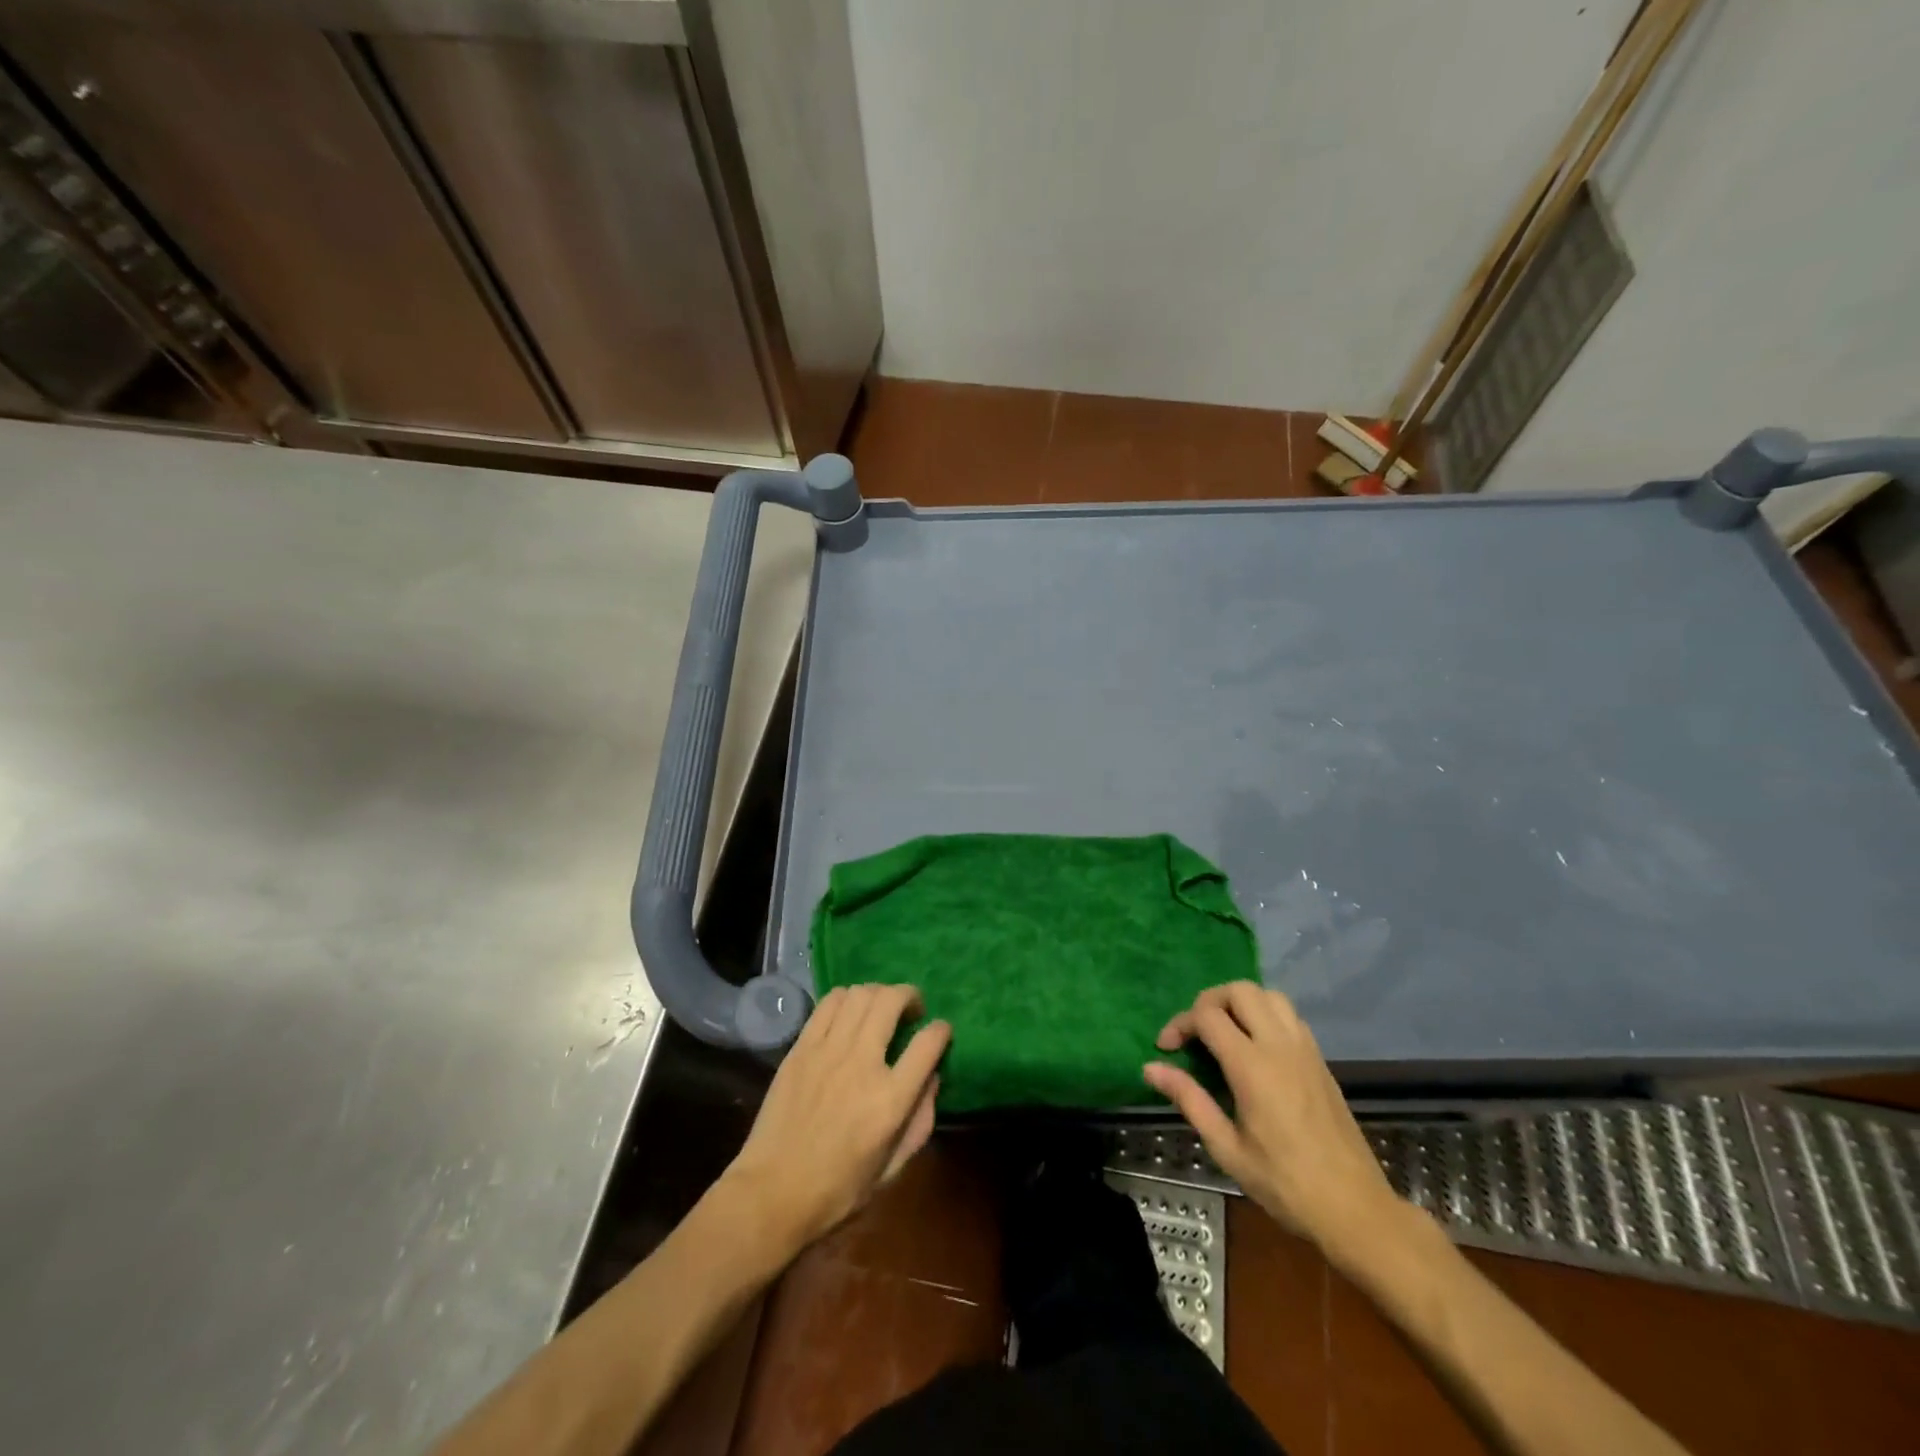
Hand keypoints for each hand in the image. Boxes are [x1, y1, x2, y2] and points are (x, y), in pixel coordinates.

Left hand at [721, 984, 949, 1256]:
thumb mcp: (892, 1169)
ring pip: (860, 994)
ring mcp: (828, 1051)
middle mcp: (862, 1064)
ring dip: (879, 993)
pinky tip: (849, 1012)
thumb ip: (920, 1122)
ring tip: (881, 1008)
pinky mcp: (801, 1048)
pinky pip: (829, 1003)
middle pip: (892, 1001)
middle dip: (910, 996)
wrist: (772, 1194)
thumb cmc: (837, 1191)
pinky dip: (846, 997)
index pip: (928, 1043)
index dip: (942, 1030)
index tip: (942, 1031)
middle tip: (912, 1009)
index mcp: (890, 1100)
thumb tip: (932, 1078)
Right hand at [1143, 982, 1401, 1258]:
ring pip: (1269, 995)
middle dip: (1209, 1001)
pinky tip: (1255, 1047)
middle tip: (1195, 1033)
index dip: (1180, 1024)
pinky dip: (1265, 1015)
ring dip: (1240, 1002)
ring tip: (1224, 1033)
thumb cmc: (1286, 1185)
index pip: (1207, 1016)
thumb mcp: (1228, 1149)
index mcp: (1253, 1067)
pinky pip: (1289, 1015)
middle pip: (1239, 990)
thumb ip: (1190, 1100)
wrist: (1356, 1210)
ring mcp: (1305, 1049)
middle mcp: (1280, 1046)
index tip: (1166, 1049)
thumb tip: (1151, 1068)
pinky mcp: (1320, 1060)